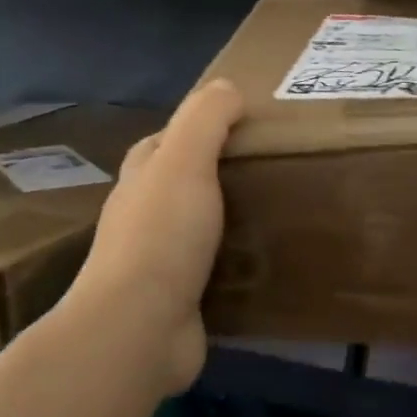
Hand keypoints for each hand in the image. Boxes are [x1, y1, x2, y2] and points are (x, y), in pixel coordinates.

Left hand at [64, 80, 244, 393]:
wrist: (139, 330)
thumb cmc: (161, 237)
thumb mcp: (184, 162)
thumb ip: (204, 120)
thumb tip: (227, 86)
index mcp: (140, 182)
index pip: (160, 143)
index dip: (193, 129)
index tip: (239, 126)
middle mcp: (142, 220)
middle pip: (178, 187)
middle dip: (214, 176)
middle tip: (269, 171)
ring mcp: (158, 265)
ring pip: (197, 231)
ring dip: (228, 223)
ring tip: (277, 214)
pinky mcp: (179, 302)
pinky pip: (213, 274)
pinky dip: (235, 266)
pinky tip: (266, 264)